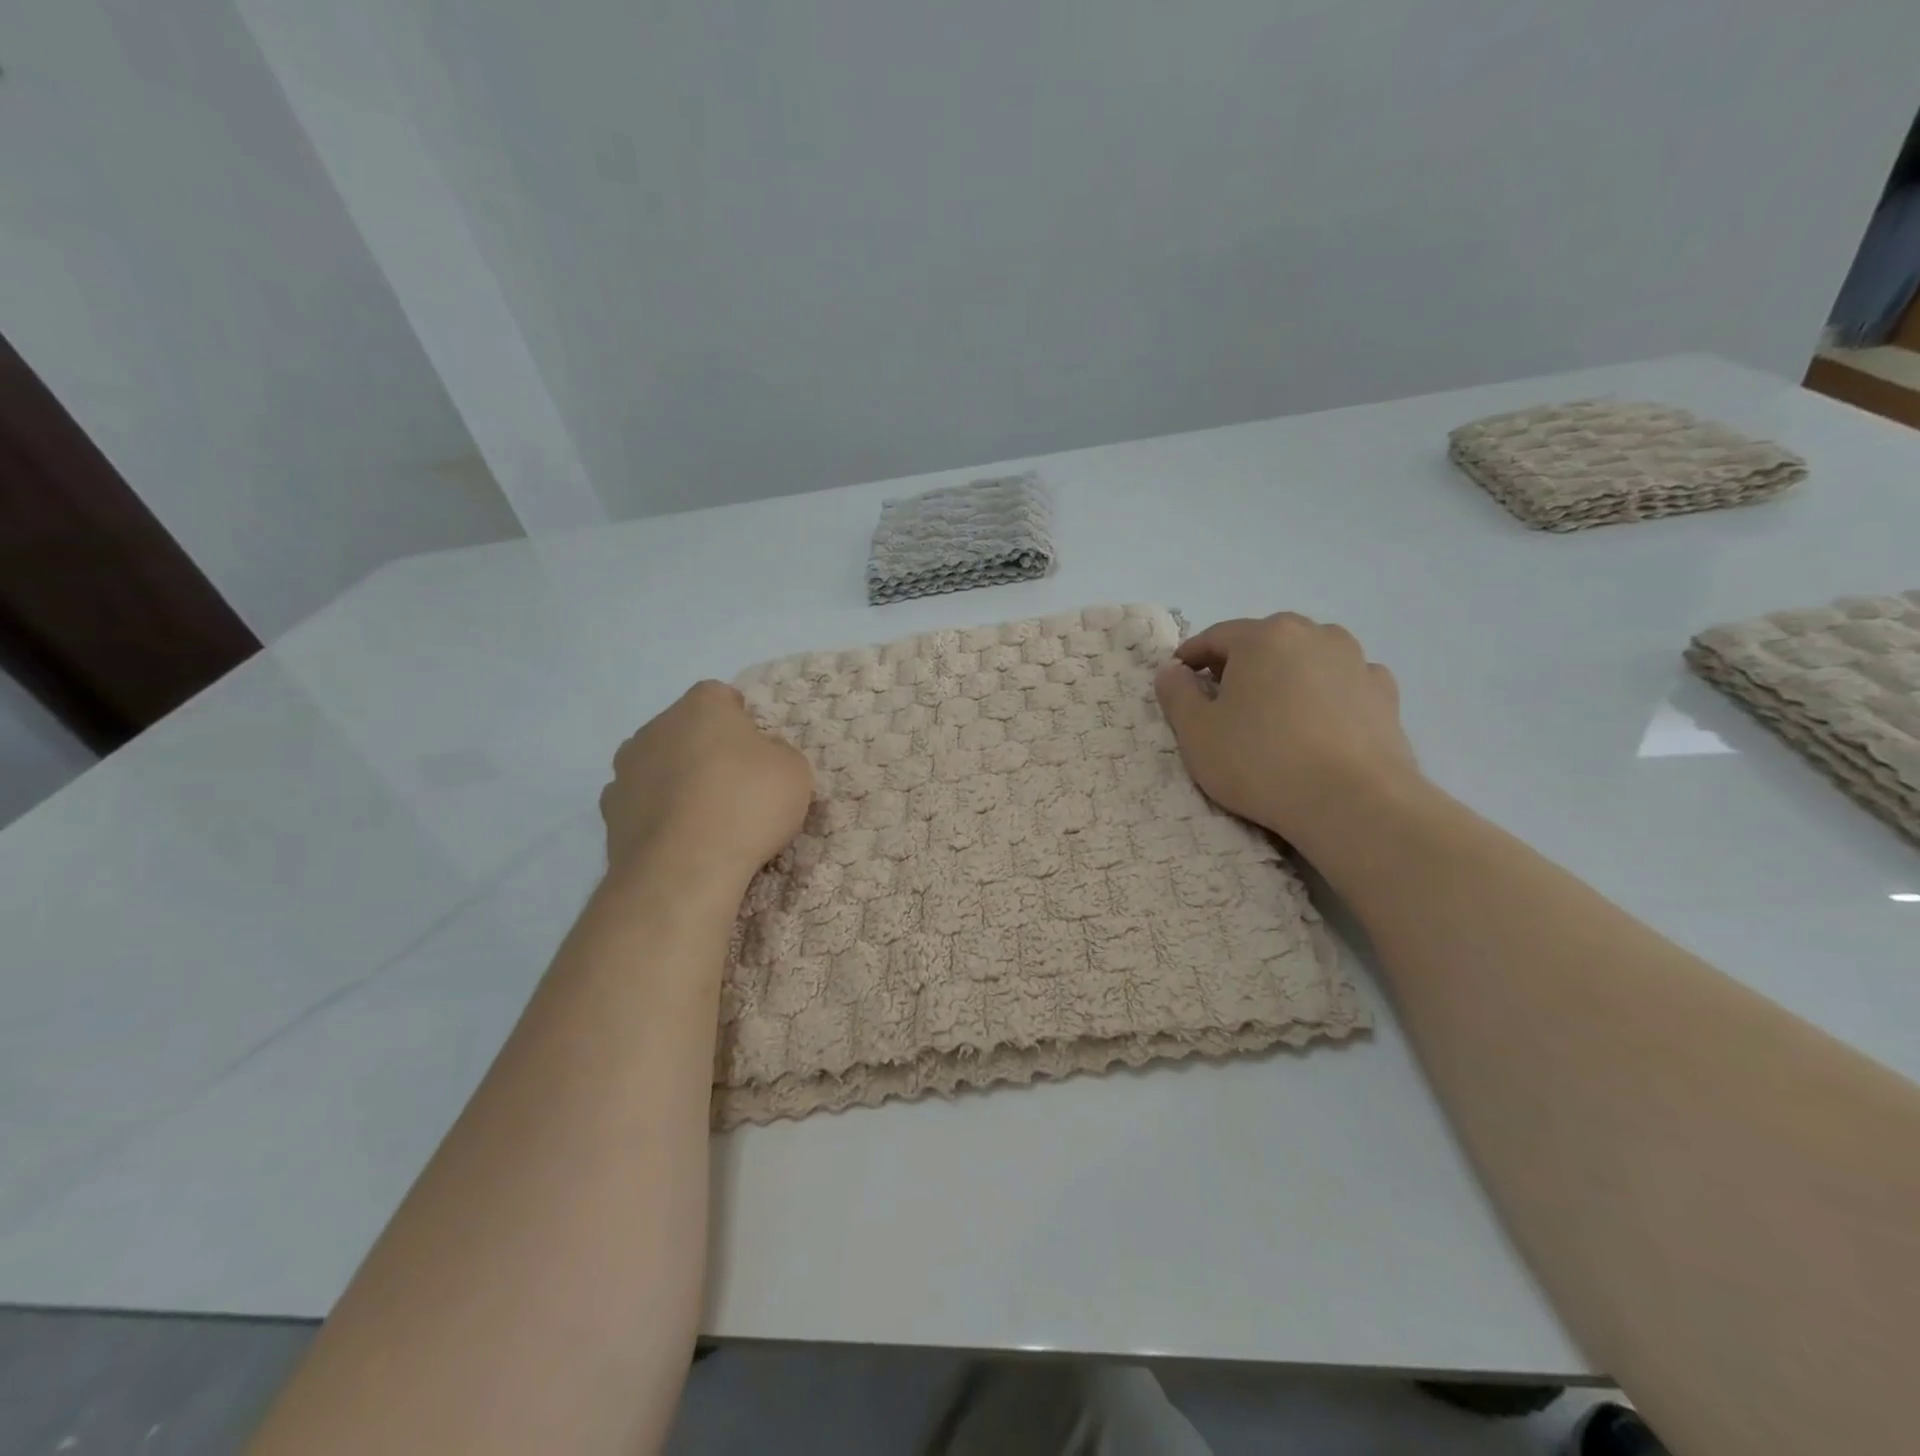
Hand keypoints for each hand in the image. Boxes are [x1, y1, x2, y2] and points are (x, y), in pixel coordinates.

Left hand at [600, 681, 813, 892]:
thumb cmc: (748, 804)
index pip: (722, 697)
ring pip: (659, 765)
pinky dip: (658, 815)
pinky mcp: (609, 813)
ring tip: (707, 819)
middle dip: (707, 750)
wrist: (684, 868)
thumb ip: (778, 753)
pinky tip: (680, 840)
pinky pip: (641, 804)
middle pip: (686, 730)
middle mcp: (656, 727)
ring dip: (678, 781)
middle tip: (737, 786)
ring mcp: (625, 770)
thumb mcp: (794, 772)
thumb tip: (760, 756)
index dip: (742, 721)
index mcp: (701, 706)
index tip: (758, 752)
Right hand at [1153, 613, 1421, 845]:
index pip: (1215, 637)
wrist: (1352, 803)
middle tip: (1223, 702)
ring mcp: (1355, 661)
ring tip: (1274, 714)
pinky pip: (1342, 683)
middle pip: (1263, 643)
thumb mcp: (1197, 733)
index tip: (1178, 681)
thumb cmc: (1260, 762)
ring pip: (1306, 659)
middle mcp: (1314, 634)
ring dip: (1285, 676)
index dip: (1191, 658)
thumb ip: (1177, 694)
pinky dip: (1325, 695)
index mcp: (1263, 637)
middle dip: (1239, 666)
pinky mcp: (1385, 694)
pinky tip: (1318, 725)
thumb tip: (1171, 670)